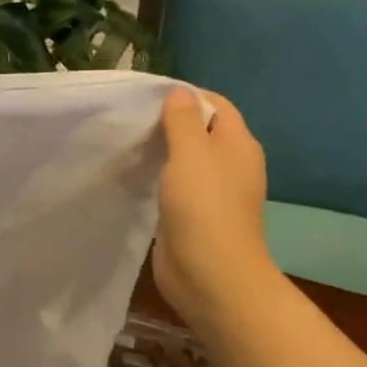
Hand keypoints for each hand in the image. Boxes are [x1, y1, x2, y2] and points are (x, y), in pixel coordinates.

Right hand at [152, 88, 275, 326]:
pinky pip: (175, 185)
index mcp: (238, 145)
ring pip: (186, 160)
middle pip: (201, 131)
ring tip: (129, 144)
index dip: (186, 96)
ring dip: (161, 151)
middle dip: (169, 123)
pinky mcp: (194, 215)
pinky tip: (135, 176)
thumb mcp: (191, 152)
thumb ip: (183, 120)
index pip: (216, 104)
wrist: (210, 274)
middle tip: (131, 120)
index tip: (147, 97)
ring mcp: (213, 193)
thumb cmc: (203, 207)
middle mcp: (230, 165)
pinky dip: (158, 177)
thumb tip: (178, 92)